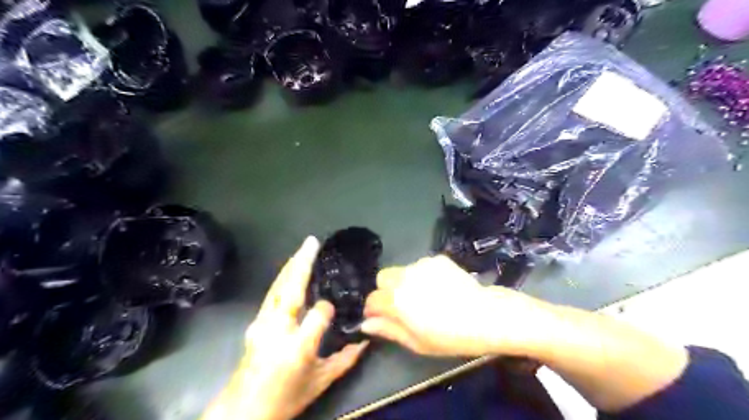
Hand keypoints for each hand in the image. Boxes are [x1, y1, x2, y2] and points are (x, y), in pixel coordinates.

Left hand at [202, 238, 367, 419]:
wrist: (242, 413)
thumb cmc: (285, 399)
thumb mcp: (320, 382)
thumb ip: (346, 359)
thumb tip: (366, 341)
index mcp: (297, 346)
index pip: (318, 313)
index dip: (328, 308)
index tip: (334, 310)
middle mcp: (276, 329)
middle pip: (290, 289)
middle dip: (302, 262)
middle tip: (312, 241)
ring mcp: (261, 323)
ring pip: (278, 287)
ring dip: (291, 266)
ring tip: (303, 249)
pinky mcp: (255, 323)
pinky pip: (271, 294)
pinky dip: (283, 279)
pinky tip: (289, 271)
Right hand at [359, 256, 551, 356]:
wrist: (486, 316)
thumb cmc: (450, 336)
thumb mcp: (417, 342)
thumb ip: (388, 329)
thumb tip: (365, 324)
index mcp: (397, 300)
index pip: (372, 299)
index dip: (373, 310)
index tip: (381, 317)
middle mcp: (405, 277)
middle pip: (382, 277)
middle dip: (385, 290)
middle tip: (402, 304)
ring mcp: (421, 265)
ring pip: (402, 270)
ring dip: (405, 281)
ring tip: (426, 295)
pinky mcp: (437, 259)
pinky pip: (421, 266)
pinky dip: (423, 275)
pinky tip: (440, 287)